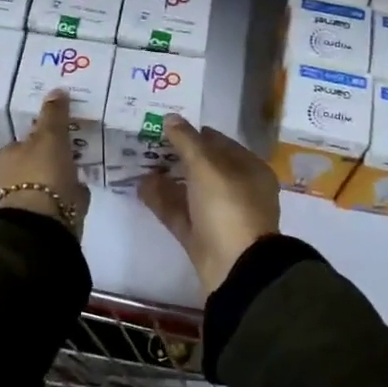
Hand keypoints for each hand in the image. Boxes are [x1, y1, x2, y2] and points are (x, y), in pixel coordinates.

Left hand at [0, 90, 90, 233]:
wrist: (45, 224)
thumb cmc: (42, 173)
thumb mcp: (50, 136)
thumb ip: (54, 114)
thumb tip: (57, 90)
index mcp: (10, 156)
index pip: (24, 138)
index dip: (41, 130)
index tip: (59, 124)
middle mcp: (16, 177)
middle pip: (38, 157)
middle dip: (55, 151)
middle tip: (76, 137)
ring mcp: (34, 198)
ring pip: (53, 176)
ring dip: (66, 170)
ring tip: (85, 157)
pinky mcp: (52, 214)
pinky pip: (66, 195)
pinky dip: (74, 189)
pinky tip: (86, 182)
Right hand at [140, 118, 280, 295]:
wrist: (236, 269)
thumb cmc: (228, 208)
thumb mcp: (207, 167)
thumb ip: (186, 141)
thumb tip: (170, 117)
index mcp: (249, 169)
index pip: (219, 142)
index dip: (193, 132)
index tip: (164, 125)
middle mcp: (237, 190)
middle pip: (203, 167)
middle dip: (176, 155)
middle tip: (146, 142)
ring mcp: (219, 215)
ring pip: (189, 190)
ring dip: (165, 177)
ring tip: (138, 163)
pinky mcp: (201, 237)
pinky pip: (179, 212)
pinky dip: (162, 200)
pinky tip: (140, 187)